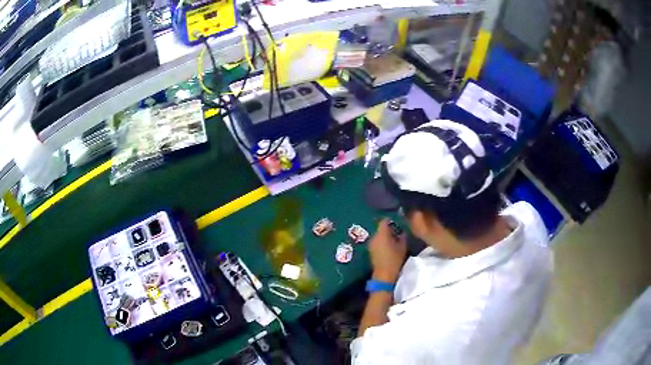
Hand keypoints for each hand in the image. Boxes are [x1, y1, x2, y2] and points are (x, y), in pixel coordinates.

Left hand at [368, 219, 406, 283]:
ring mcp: (371, 244)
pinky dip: (381, 242)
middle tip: (396, 233)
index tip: (396, 223)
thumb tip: (402, 231)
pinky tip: (387, 247)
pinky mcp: (370, 250)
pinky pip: (376, 242)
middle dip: (388, 229)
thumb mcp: (402, 246)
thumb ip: (402, 236)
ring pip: (378, 235)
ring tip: (392, 240)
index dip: (390, 220)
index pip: (384, 221)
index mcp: (382, 234)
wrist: (384, 274)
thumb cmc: (395, 259)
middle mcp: (374, 236)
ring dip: (384, 236)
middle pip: (380, 228)